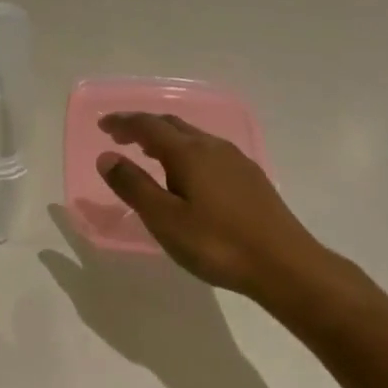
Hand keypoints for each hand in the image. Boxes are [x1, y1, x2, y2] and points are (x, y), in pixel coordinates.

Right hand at [96, 113, 344, 314]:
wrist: (284, 264)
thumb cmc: (216, 243)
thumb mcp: (164, 219)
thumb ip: (133, 186)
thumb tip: (107, 157)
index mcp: (189, 153)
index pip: (148, 126)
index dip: (123, 123)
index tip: (103, 125)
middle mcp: (213, 147)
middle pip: (173, 126)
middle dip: (143, 127)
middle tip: (120, 137)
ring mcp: (236, 161)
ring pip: (193, 138)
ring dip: (166, 140)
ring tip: (148, 154)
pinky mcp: (250, 178)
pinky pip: (208, 153)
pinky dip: (185, 153)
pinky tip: (186, 176)